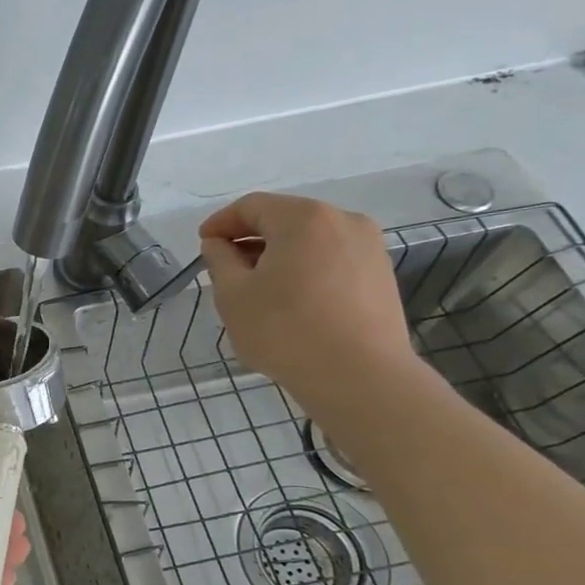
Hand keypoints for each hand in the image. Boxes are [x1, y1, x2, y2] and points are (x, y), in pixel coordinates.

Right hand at [198, 192, 418, 410]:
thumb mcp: (233, 294)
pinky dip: (305, 269)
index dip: (221, 223)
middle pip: (285, 219)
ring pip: (311, 240)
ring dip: (279, 255)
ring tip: (258, 287)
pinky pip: (332, 260)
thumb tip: (219, 245)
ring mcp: (369, 248)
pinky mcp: (381, 276)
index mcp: (304, 218)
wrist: (360, 377)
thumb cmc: (285, 330)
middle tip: (225, 267)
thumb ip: (219, 260)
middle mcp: (343, 221)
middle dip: (250, 239)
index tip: (203, 245)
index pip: (252, 207)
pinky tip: (292, 300)